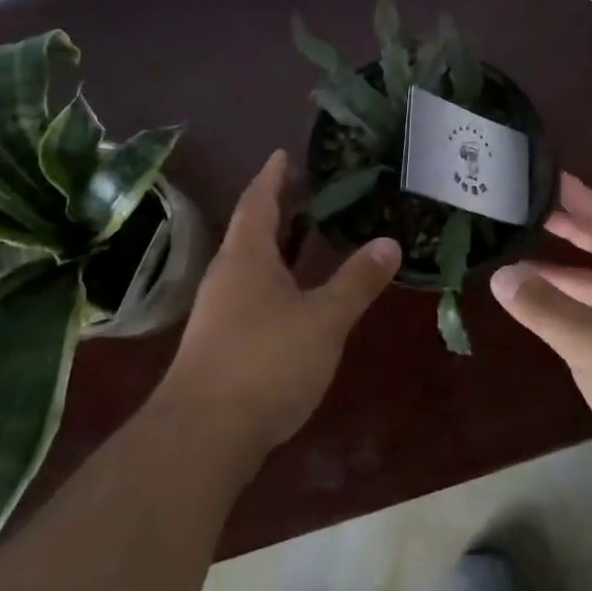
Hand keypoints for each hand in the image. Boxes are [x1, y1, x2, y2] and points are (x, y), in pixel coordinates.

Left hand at [155, 150, 399, 461]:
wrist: (201, 436)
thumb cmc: (265, 361)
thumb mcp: (324, 319)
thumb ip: (357, 281)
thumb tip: (390, 243)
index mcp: (247, 256)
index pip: (258, 201)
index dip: (272, 176)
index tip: (283, 153)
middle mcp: (226, 276)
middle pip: (251, 230)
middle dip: (277, 209)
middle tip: (308, 191)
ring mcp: (218, 312)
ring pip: (250, 266)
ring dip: (276, 248)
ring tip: (308, 239)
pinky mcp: (219, 345)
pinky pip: (250, 296)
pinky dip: (275, 283)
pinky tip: (296, 301)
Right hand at [492, 173, 591, 514]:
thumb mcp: (590, 341)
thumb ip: (544, 306)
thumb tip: (501, 274)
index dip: (576, 195)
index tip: (546, 175)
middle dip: (571, 230)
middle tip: (530, 214)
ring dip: (572, 273)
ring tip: (528, 266)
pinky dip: (584, 307)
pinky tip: (561, 319)